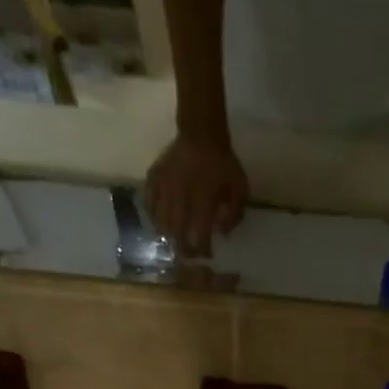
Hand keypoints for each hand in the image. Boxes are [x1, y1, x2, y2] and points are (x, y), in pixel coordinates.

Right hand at [144, 132, 247, 257]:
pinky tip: (160, 221)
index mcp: (202, 202)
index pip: (199, 236)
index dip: (202, 250)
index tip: (206, 255)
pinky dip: (153, 216)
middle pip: (177, 234)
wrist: (201, 132)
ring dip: (169, 236)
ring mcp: (164, 188)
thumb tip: (223, 233)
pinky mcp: (154, 178)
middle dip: (183, 249)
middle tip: (189, 254)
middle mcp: (180, 198)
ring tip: (175, 241)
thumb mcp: (240, 187)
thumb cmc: (222, 163)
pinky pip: (148, 203)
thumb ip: (235, 213)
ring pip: (161, 222)